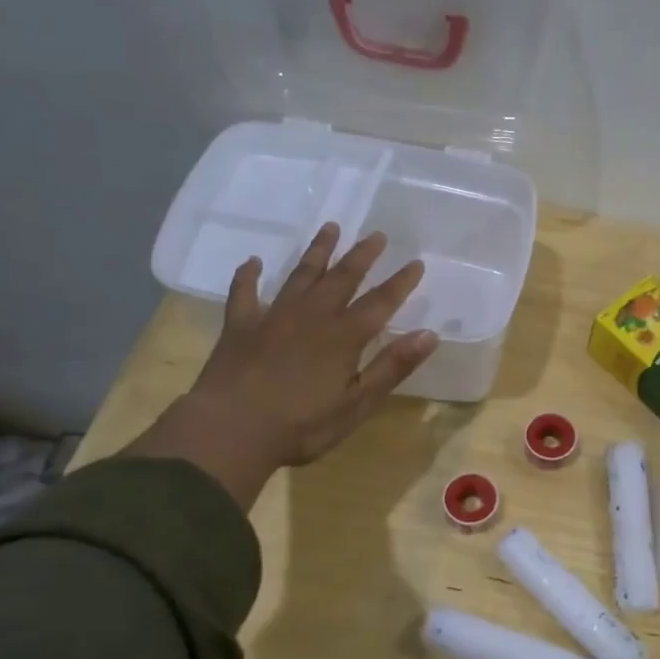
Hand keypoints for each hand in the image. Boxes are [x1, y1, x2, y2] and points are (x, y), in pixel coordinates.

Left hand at [124, 224, 438, 510]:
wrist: (230, 431)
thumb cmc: (301, 425)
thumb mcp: (357, 404)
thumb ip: (392, 367)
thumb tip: (429, 334)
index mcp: (344, 336)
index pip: (380, 302)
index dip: (400, 282)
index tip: (416, 262)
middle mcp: (312, 316)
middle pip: (342, 277)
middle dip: (361, 255)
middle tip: (376, 234)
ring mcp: (273, 317)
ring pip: (300, 275)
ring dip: (317, 251)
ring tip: (330, 228)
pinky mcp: (240, 326)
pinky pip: (244, 293)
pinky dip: (248, 275)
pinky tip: (253, 262)